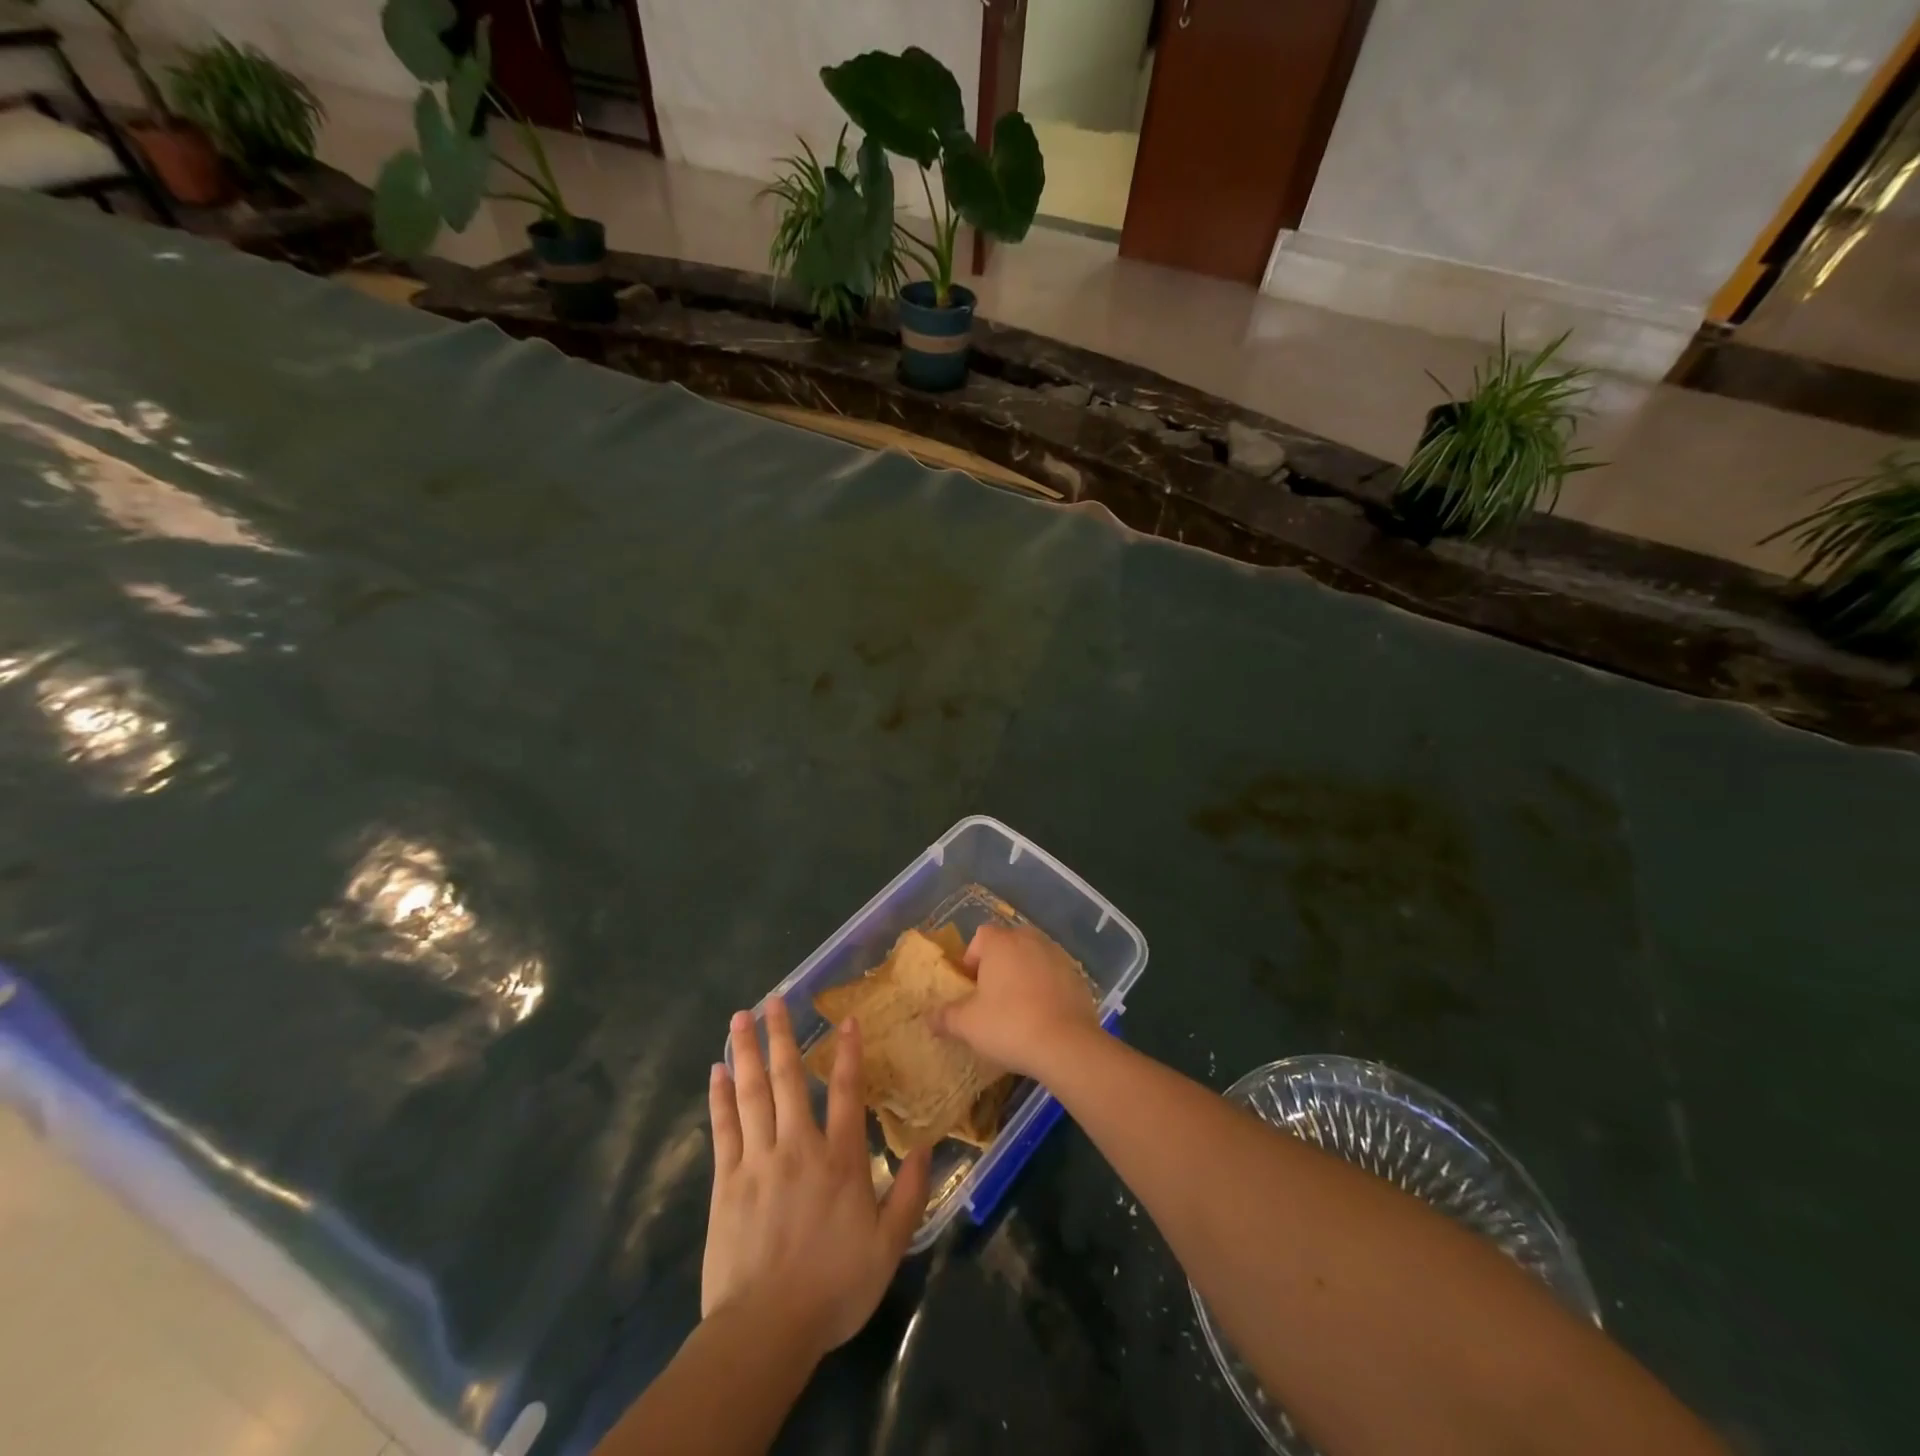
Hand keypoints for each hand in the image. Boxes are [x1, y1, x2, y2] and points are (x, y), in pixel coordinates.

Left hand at [703, 1000, 931, 1360]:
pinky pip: (723, 1127)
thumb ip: (909, 1194)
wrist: (765, 1331)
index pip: (845, 1091)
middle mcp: (797, 1147)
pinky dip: (720, 1096)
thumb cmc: (833, 1287)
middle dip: (782, 1035)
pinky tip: (717, 1070)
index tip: (845, 1019)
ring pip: (751, 1093)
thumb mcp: (888, 1247)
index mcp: (839, 1159)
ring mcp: (757, 1160)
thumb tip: (925, 1146)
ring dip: (748, 1051)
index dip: (847, 1052)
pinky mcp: (726, 1180)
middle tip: (774, 999)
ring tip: (741, 1017)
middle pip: (788, 1079)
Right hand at [934, 923, 1099, 1079]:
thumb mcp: (967, 1025)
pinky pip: (1054, 975)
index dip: (972, 958)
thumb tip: (929, 1018)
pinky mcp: (1078, 976)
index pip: (981, 936)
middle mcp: (1030, 939)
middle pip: (1008, 943)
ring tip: (1018, 1007)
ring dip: (1024, 974)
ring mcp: (1058, 955)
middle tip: (992, 996)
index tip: (970, 986)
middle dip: (999, 964)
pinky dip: (1046, 987)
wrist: (1067, 1044)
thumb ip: (945, 1017)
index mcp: (1001, 942)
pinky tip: (1043, 1015)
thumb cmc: (1009, 1025)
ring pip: (1033, 957)